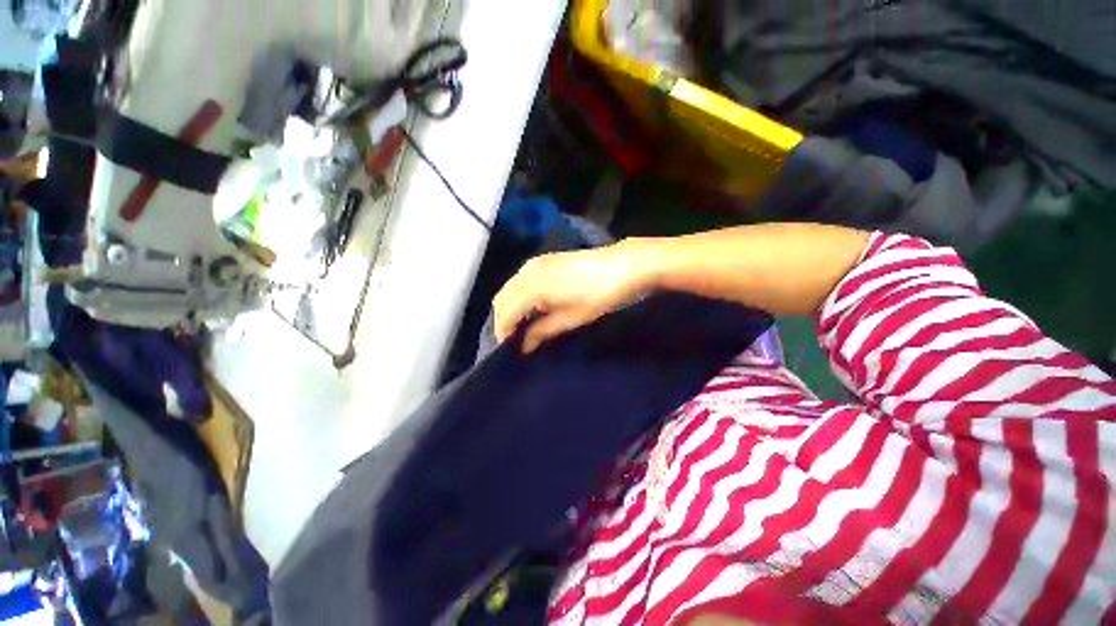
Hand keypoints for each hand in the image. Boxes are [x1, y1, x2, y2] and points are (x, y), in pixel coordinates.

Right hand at [493, 241, 650, 352]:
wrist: (621, 266)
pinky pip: (520, 279)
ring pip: (510, 287)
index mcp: (531, 288)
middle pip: (502, 298)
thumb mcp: (569, 319)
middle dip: (503, 320)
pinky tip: (531, 306)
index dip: (503, 332)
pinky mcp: (543, 260)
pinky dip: (518, 294)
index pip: (505, 313)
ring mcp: (534, 263)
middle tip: (512, 339)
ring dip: (510, 306)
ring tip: (521, 325)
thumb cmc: (597, 296)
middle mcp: (526, 272)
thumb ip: (542, 331)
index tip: (508, 349)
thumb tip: (524, 345)